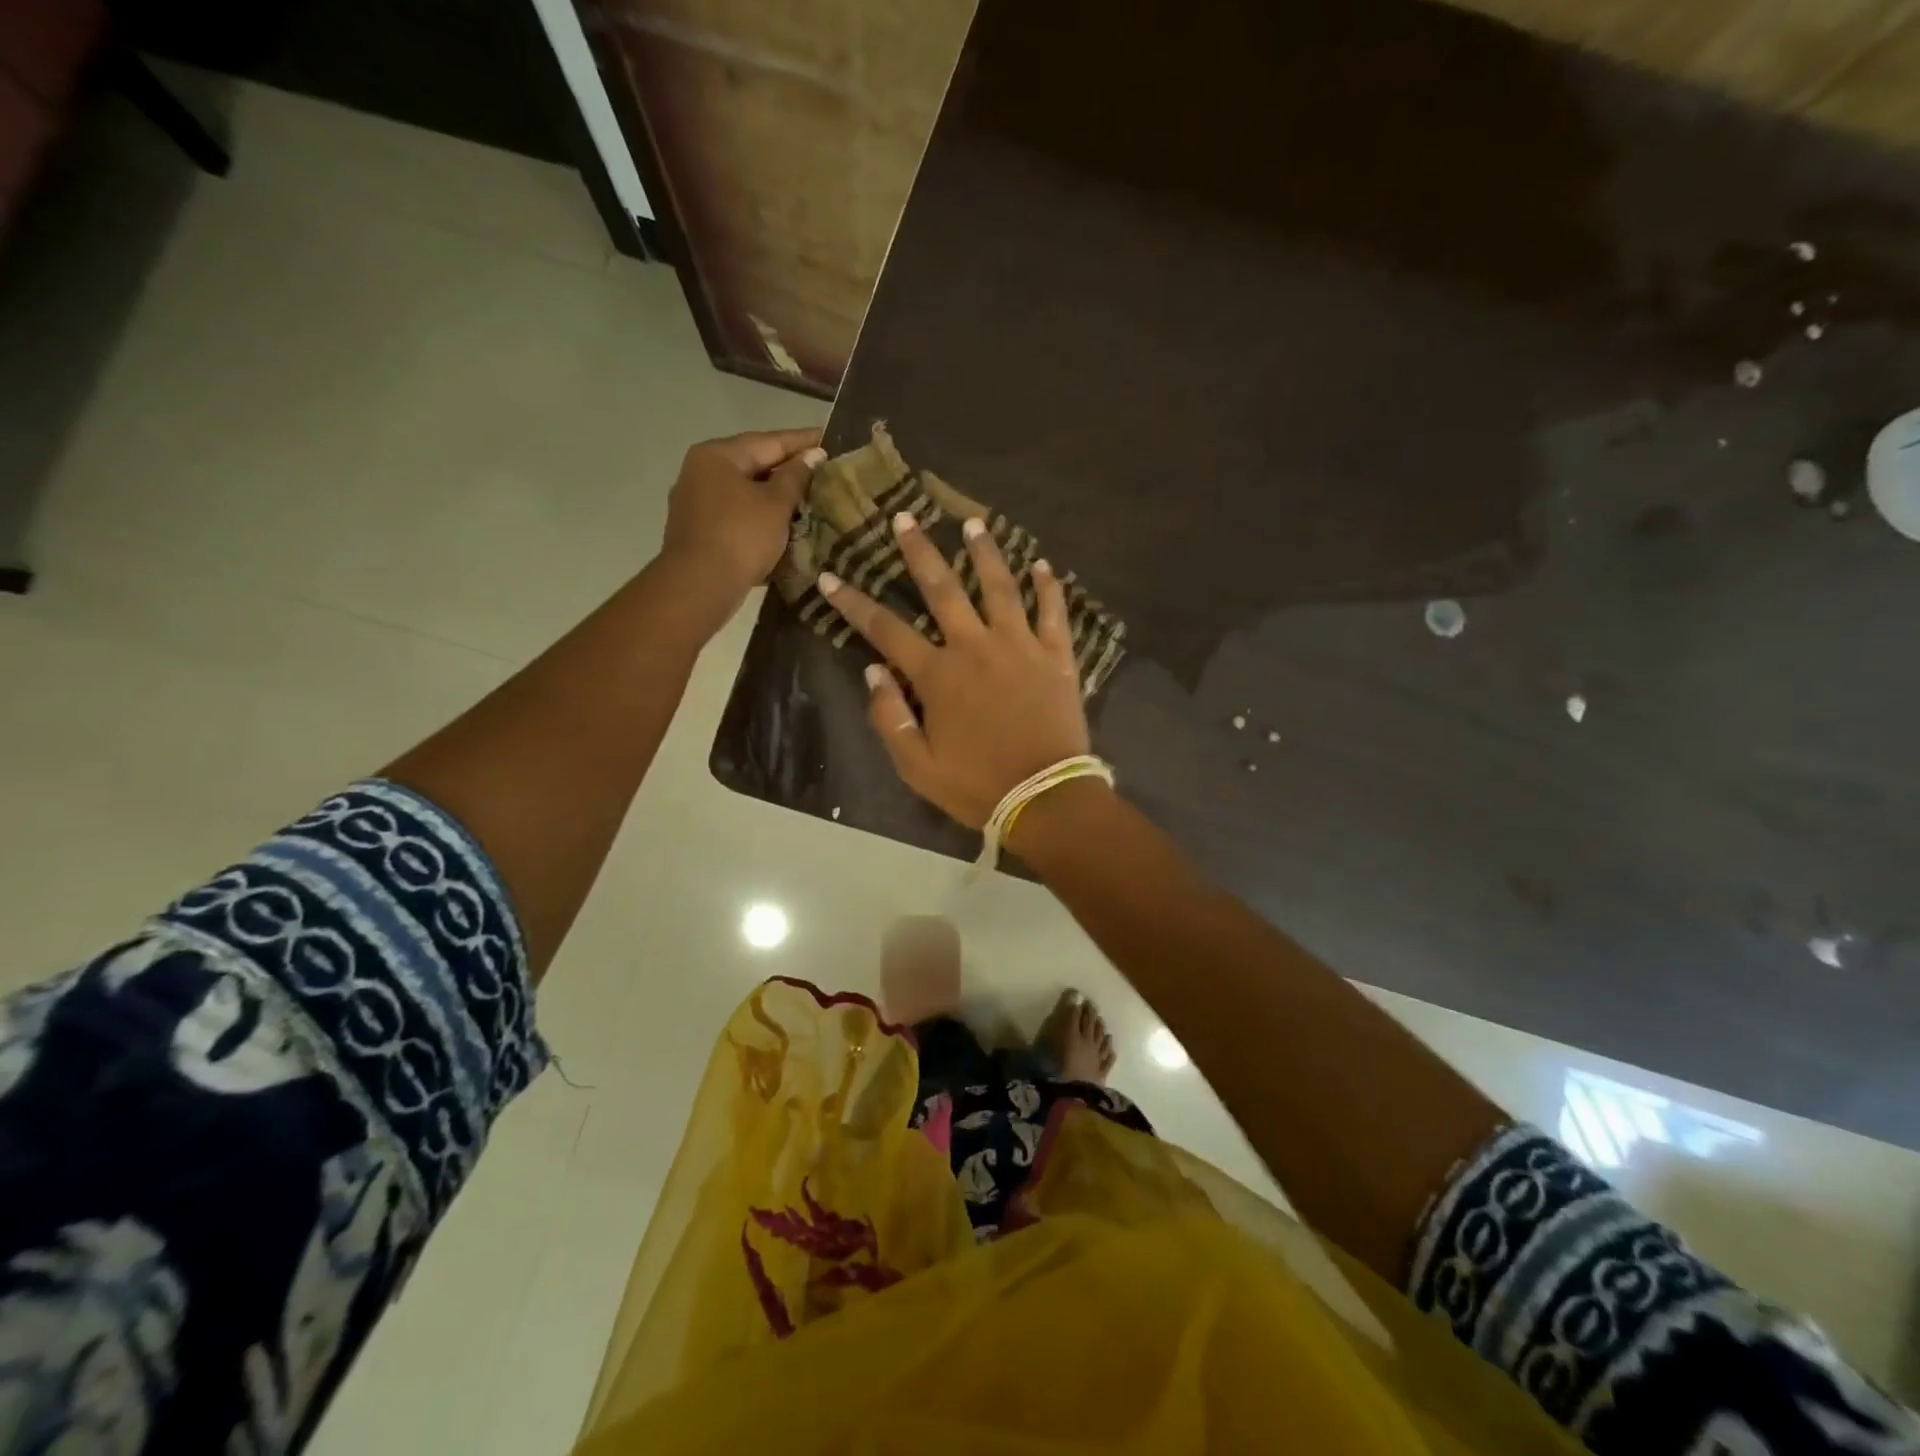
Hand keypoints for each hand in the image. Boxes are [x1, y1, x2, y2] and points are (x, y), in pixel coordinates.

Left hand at [660, 428, 822, 610]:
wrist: (700, 585)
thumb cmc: (741, 536)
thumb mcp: (776, 504)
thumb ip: (795, 477)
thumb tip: (812, 456)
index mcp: (718, 455)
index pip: (768, 441)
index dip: (801, 441)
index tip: (827, 438)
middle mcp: (701, 471)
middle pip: (753, 463)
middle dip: (787, 468)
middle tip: (821, 469)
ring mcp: (696, 501)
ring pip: (744, 490)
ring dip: (774, 494)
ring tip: (807, 497)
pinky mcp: (699, 529)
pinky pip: (737, 513)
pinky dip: (760, 514)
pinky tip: (781, 521)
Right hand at [819, 513, 1090, 828]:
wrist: (1045, 797)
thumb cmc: (977, 785)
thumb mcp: (917, 765)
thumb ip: (889, 717)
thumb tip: (873, 671)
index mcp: (938, 674)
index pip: (886, 629)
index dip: (854, 602)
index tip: (832, 576)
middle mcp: (976, 647)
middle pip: (943, 589)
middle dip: (920, 552)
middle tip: (906, 518)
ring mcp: (1020, 646)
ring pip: (1000, 587)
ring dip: (985, 553)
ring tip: (974, 523)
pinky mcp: (1057, 657)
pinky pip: (1053, 612)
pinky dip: (1049, 587)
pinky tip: (1043, 565)